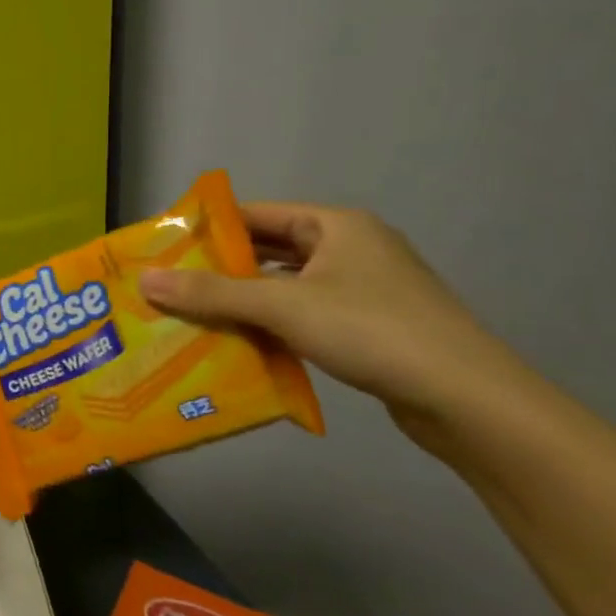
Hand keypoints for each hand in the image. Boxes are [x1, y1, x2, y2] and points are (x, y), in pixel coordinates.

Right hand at [138, 203, 531, 447]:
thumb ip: (212, 293)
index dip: (208, 229)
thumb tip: (145, 280)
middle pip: (269, 251)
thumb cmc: (372, 331)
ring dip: (244, 301)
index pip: (255, 214)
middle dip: (220, 269)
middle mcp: (351, 248)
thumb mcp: (283, 306)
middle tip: (168, 286)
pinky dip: (272, 326)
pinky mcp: (370, 327)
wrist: (469, 401)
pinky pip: (305, 315)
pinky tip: (240, 345)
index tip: (163, 249)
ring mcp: (364, 289)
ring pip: (286, 286)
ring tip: (192, 316)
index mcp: (335, 225)